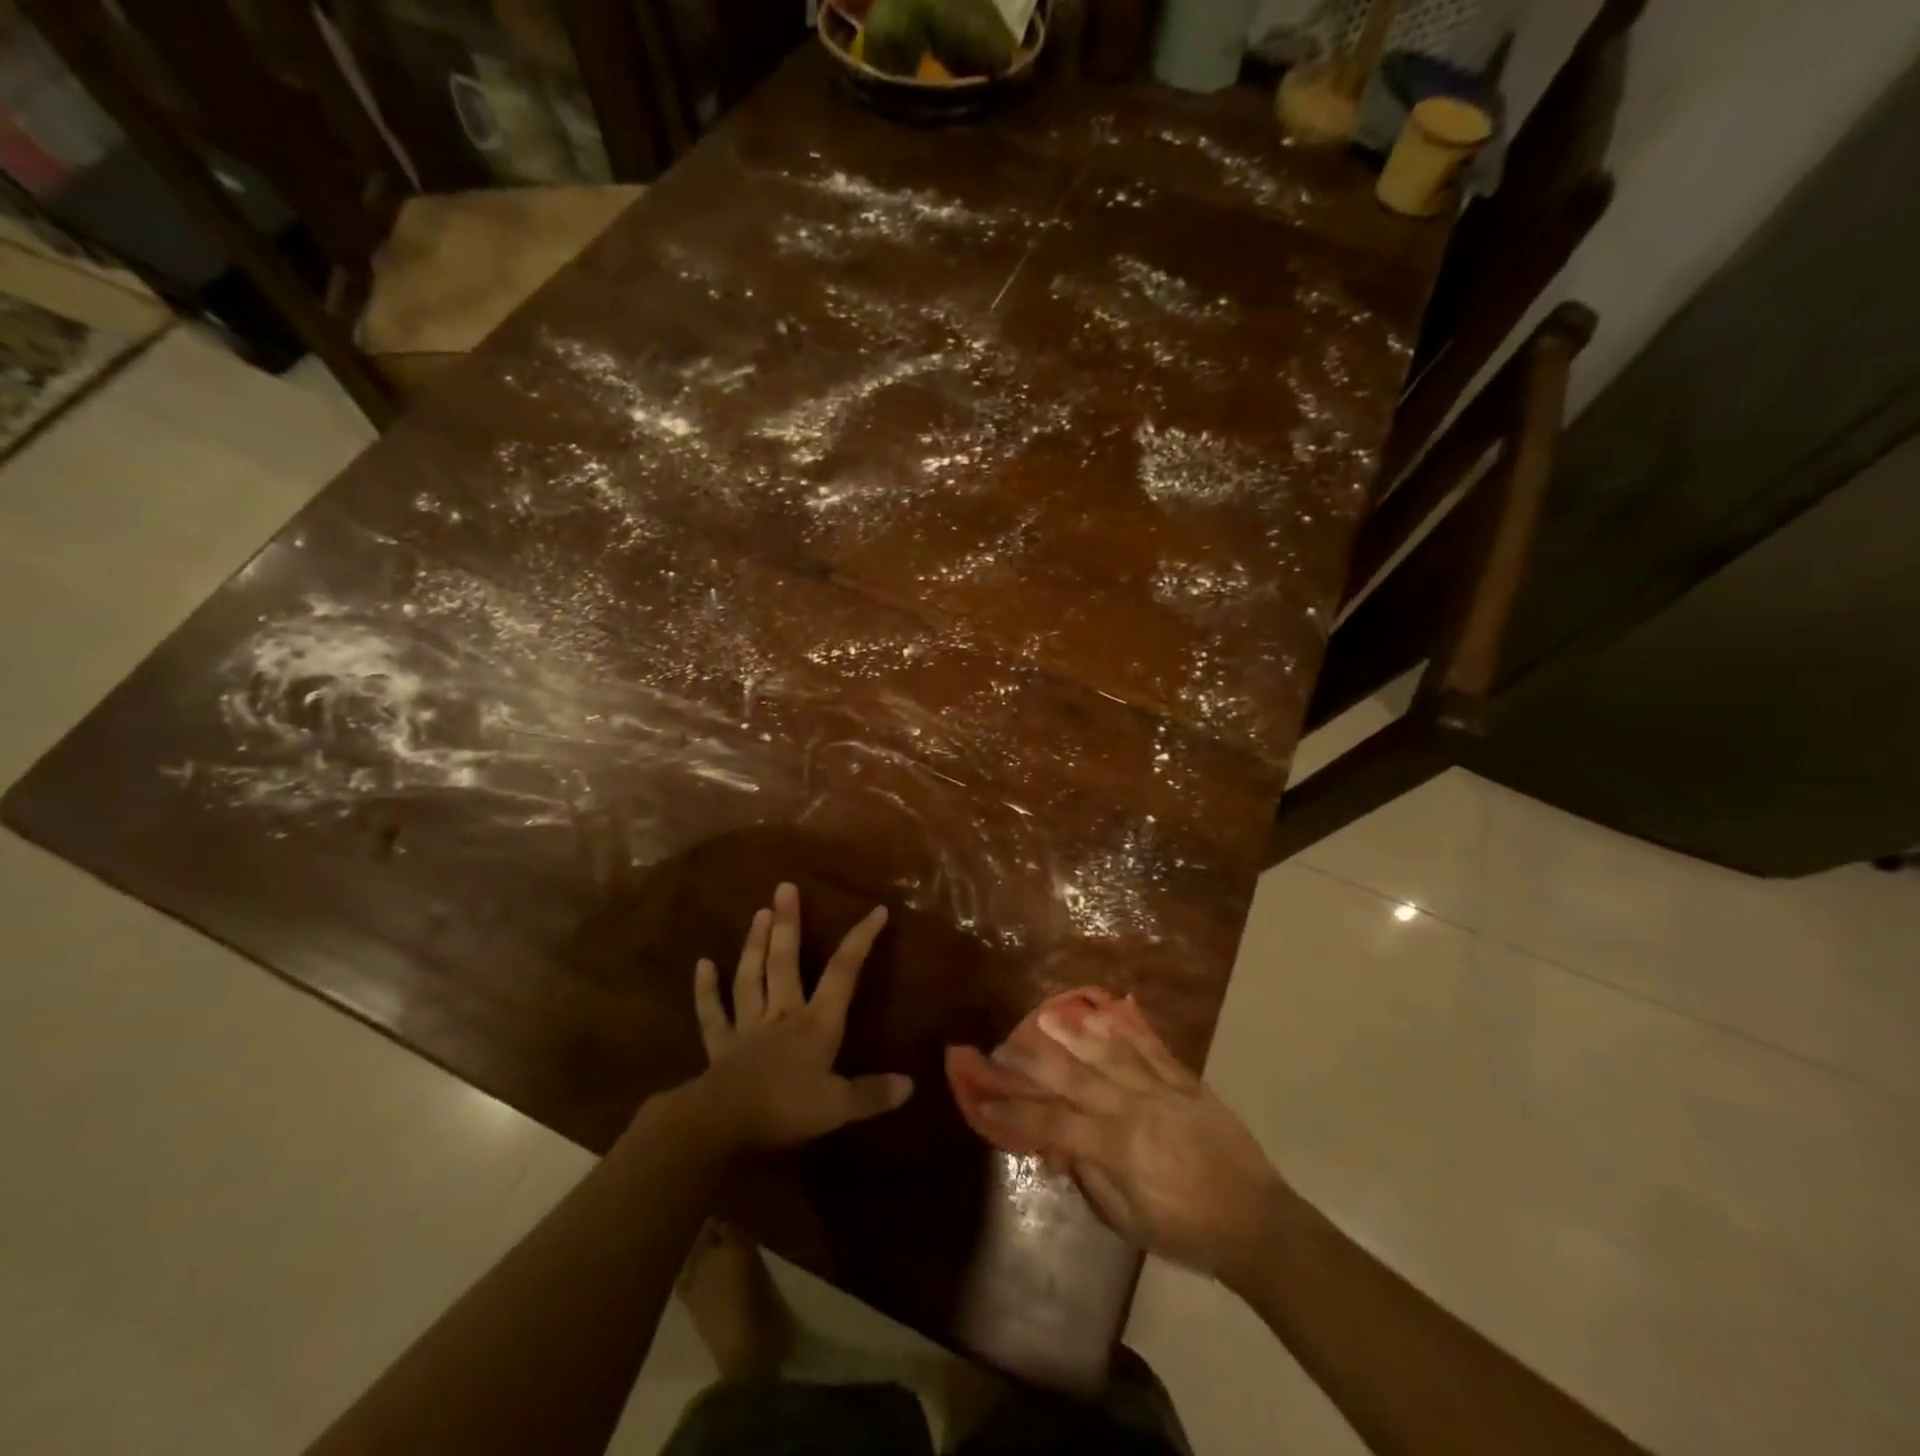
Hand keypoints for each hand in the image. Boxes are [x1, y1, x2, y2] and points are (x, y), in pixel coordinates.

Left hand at [689, 882, 912, 1149]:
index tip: (876, 910)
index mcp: (817, 1023)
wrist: (722, 1125)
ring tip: (758, 913)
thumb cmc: (785, 1110)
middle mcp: (783, 1014)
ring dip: (755, 945)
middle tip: (784, 887)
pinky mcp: (720, 1045)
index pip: (843, 973)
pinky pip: (712, 1014)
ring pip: (752, 977)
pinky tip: (702, 964)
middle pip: (786, 962)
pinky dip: (706, 990)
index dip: (860, 940)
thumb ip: (872, 1093)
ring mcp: (748, 1026)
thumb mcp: (838, 1107)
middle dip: (788, 924)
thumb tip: (910, 1084)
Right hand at [974, 1004, 1288, 1286]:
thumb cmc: (1187, 1232)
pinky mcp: (1185, 1080)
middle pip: (1074, 1076)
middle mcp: (1132, 1108)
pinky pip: (1150, 1047)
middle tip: (1005, 1046)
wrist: (1256, 1222)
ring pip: (1109, 1051)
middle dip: (1034, 1061)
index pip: (1052, 1121)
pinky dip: (1125, 1027)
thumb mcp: (1128, 1222)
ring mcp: (1161, 1089)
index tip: (983, 1097)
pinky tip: (1104, 1011)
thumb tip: (1057, 1146)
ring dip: (1074, 1032)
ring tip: (1045, 1016)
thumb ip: (1090, 1178)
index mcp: (1116, 1148)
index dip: (1013, 1110)